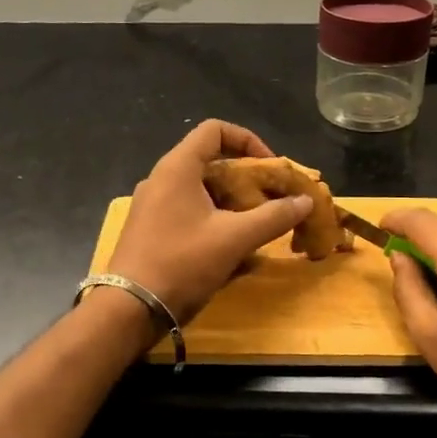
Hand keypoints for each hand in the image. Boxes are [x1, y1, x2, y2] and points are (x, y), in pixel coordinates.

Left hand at [107, 121, 313, 325]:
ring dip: (231, 200)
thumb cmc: (182, 263)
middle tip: (270, 200)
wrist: (130, 308)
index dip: (248, 141)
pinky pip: (187, 210)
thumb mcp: (235, 238)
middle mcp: (161, 178)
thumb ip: (274, 216)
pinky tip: (229, 245)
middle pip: (210, 160)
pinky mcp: (149, 228)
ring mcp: (152, 204)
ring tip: (255, 224)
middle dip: (245, 177)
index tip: (270, 167)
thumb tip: (306, 200)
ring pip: (200, 188)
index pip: (215, 130)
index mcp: (177, 167)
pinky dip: (213, 217)